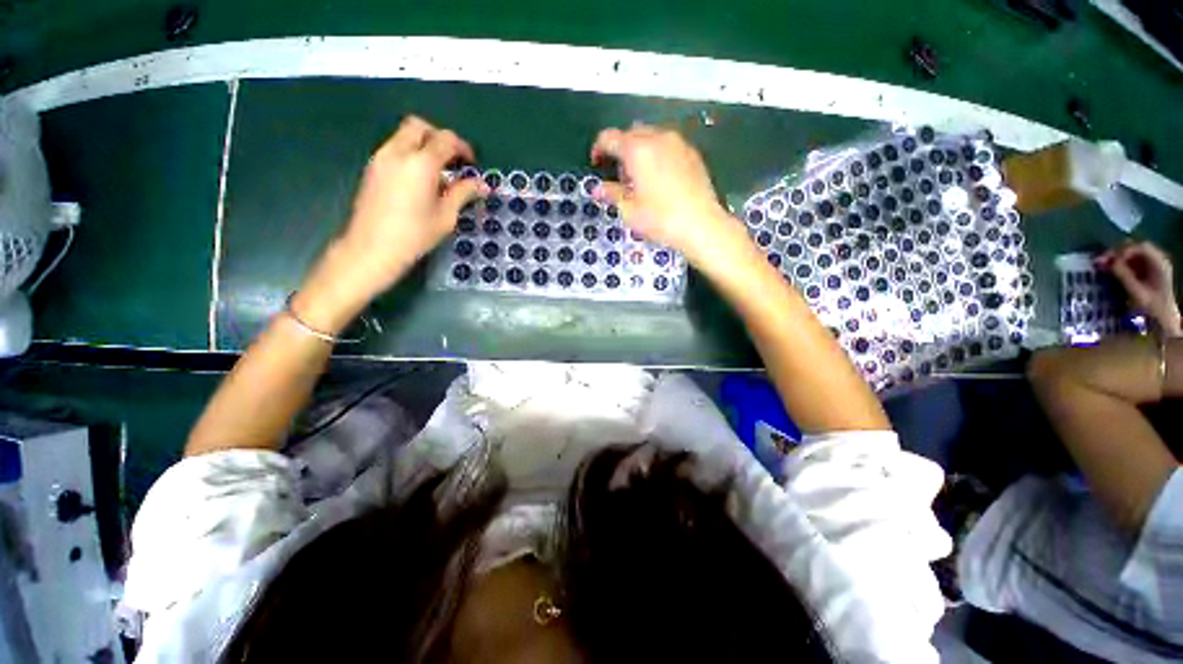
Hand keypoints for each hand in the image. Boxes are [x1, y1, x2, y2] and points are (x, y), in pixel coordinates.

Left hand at [339, 116, 484, 289]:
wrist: (372, 248)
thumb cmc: (415, 235)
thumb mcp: (446, 216)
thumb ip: (463, 194)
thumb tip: (482, 185)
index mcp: (421, 163)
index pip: (445, 139)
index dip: (463, 148)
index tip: (471, 164)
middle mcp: (398, 152)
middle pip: (419, 126)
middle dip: (440, 138)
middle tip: (453, 161)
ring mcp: (381, 158)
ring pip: (404, 135)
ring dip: (424, 145)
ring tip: (438, 173)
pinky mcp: (372, 168)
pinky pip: (395, 148)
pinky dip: (411, 154)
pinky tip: (420, 181)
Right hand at [590, 124, 748, 265]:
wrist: (701, 224)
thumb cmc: (660, 219)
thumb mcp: (629, 210)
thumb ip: (611, 194)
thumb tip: (596, 188)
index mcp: (637, 150)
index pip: (609, 138)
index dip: (599, 149)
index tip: (596, 164)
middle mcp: (657, 138)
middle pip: (631, 133)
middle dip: (621, 149)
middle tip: (620, 176)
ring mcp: (678, 143)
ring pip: (651, 136)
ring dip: (640, 151)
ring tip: (641, 178)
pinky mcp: (692, 153)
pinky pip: (668, 145)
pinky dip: (657, 154)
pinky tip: (661, 178)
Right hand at [1096, 241, 1180, 336]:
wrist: (1163, 318)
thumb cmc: (1152, 307)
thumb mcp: (1138, 293)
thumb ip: (1125, 276)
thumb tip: (1109, 262)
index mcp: (1159, 263)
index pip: (1141, 247)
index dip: (1124, 250)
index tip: (1110, 260)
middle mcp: (1157, 259)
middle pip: (1135, 248)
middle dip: (1117, 253)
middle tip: (1100, 260)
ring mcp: (1151, 264)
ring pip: (1131, 253)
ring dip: (1115, 257)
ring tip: (1101, 264)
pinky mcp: (1144, 269)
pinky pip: (1130, 260)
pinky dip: (1118, 262)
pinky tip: (1109, 268)